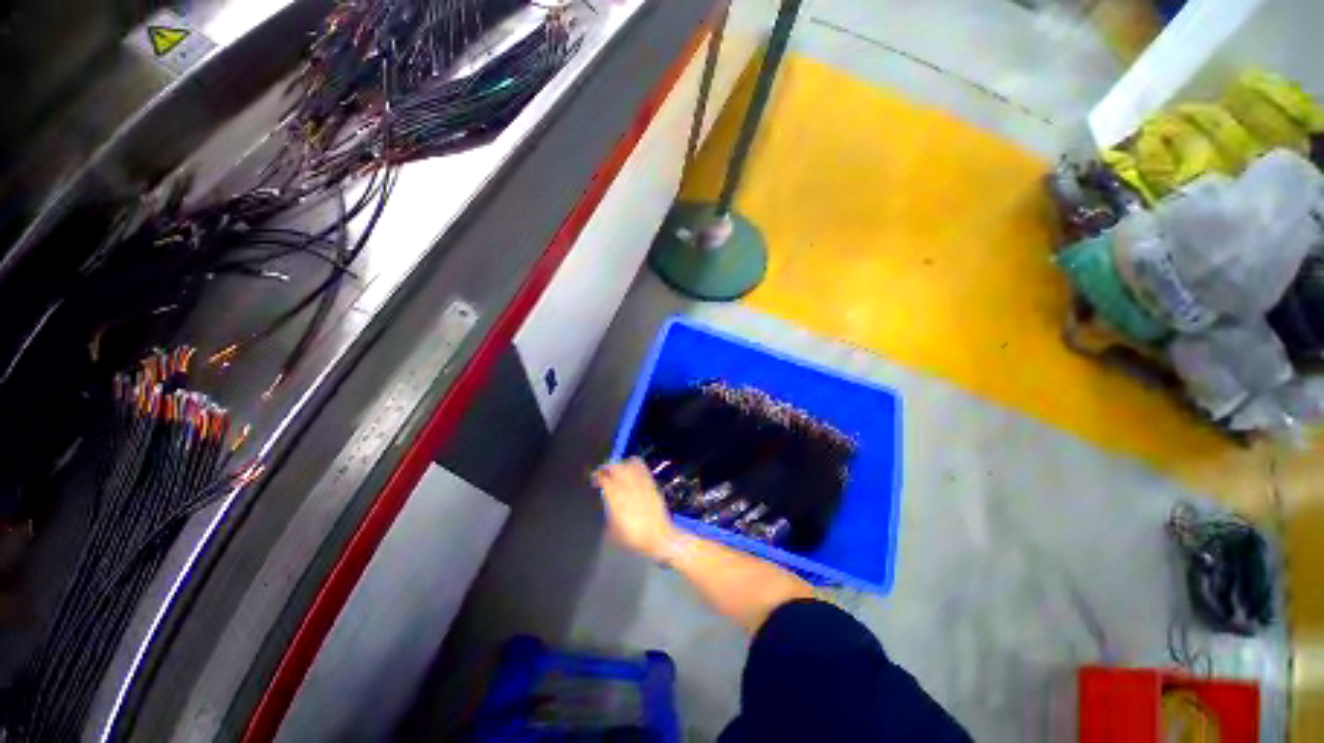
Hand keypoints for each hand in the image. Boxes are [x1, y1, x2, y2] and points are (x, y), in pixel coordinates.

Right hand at [591, 458, 677, 559]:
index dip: (595, 476)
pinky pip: (641, 467)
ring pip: (627, 464)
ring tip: (616, 470)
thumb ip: (607, 515)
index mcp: (615, 497)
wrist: (658, 537)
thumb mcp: (612, 530)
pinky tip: (631, 469)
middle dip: (606, 468)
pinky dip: (634, 464)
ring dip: (620, 465)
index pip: (602, 478)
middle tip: (602, 473)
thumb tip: (605, 507)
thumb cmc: (634, 537)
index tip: (593, 479)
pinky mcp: (650, 483)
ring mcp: (640, 483)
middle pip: (614, 467)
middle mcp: (627, 486)